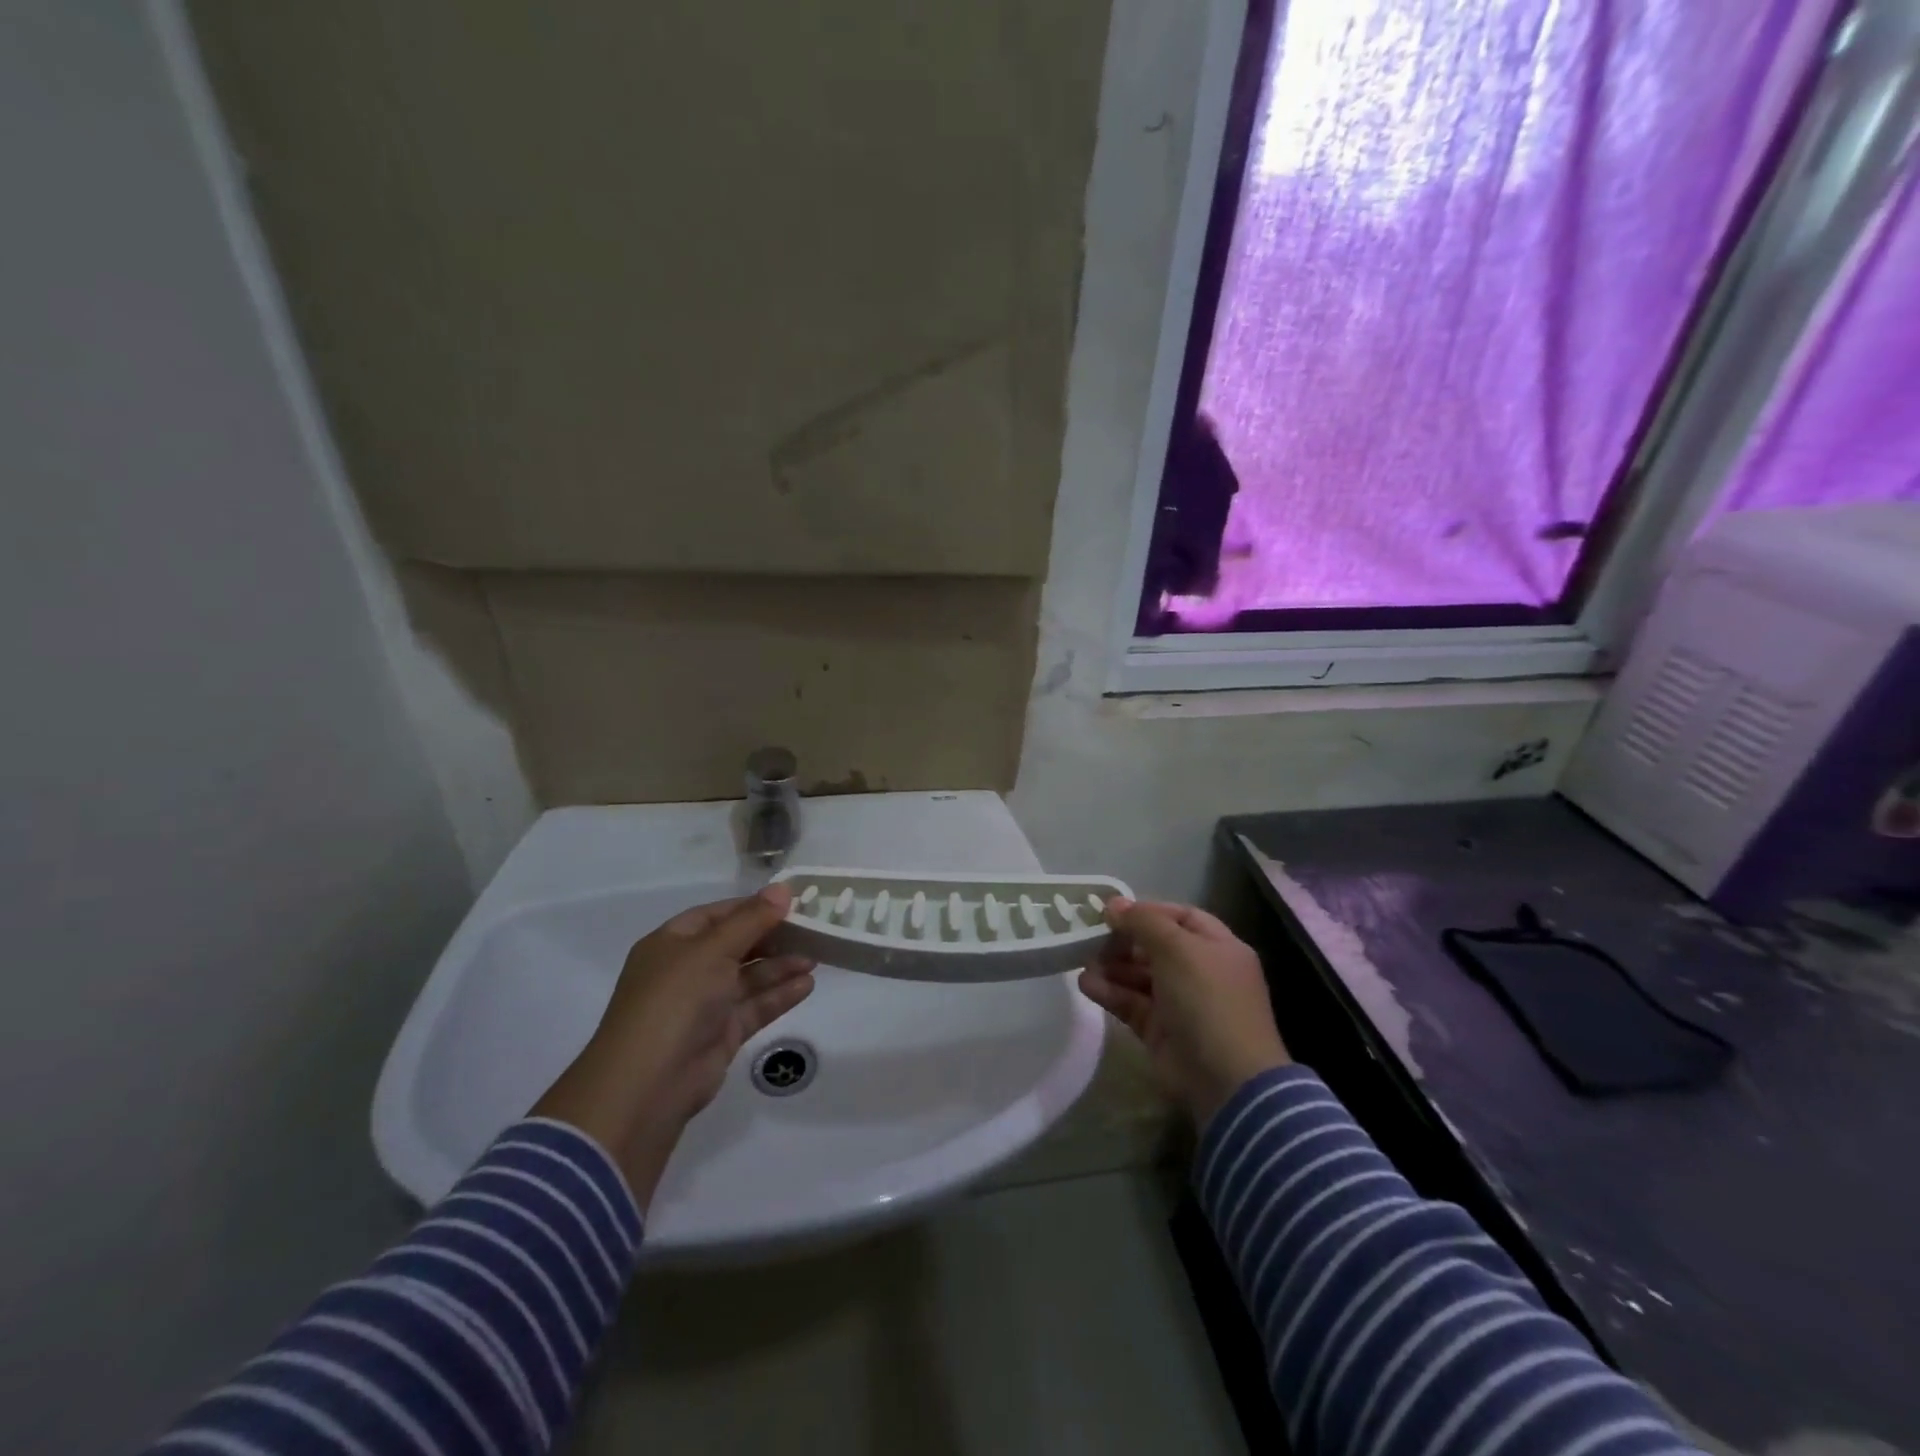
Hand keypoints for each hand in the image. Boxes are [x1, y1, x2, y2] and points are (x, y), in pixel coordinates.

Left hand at [532, 884, 814, 1207]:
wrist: (649, 1083)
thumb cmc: (675, 1000)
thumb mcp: (713, 949)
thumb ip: (752, 920)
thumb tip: (783, 889)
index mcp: (672, 943)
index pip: (718, 915)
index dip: (753, 907)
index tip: (792, 902)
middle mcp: (686, 970)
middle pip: (736, 945)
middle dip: (772, 937)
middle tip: (812, 930)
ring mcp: (703, 1005)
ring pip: (748, 977)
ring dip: (780, 966)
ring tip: (817, 958)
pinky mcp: (721, 1034)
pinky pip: (754, 1007)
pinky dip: (779, 995)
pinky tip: (807, 985)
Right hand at [1078, 898, 1289, 1129]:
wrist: (1226, 1079)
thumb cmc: (1207, 1000)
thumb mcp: (1177, 948)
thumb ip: (1143, 922)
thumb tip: (1114, 904)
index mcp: (1218, 947)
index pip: (1181, 917)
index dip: (1148, 911)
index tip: (1112, 912)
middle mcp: (1201, 972)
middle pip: (1156, 947)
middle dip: (1123, 941)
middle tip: (1091, 937)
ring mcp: (1181, 1004)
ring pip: (1140, 976)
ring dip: (1112, 967)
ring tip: (1082, 961)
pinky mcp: (1161, 1031)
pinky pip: (1132, 1004)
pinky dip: (1110, 993)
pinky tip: (1086, 984)